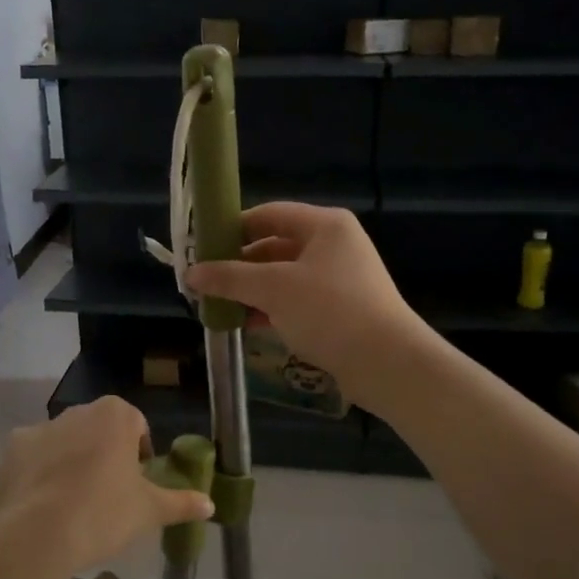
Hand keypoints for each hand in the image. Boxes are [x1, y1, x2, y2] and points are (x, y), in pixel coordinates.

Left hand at [0, 397, 214, 573]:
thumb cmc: (104, 513)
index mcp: (114, 415)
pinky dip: (37, 477)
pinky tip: (41, 509)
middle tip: (108, 495)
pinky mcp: (10, 452)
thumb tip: (209, 504)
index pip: (136, 425)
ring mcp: (39, 429)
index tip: (136, 483)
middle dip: (104, 455)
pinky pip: (32, 461)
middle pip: (98, 430)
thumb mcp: (150, 511)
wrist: (37, 536)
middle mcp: (76, 411)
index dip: (139, 453)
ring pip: (64, 443)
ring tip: (72, 506)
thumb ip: (181, 503)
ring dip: (70, 463)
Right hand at [185, 202, 426, 406]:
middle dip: (238, 265)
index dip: (232, 229)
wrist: (387, 363)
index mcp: (324, 225)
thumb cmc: (330, 311)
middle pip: (274, 246)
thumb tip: (191, 273)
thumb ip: (229, 278)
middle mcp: (334, 245)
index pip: (268, 214)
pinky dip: (270, 308)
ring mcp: (339, 278)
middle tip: (204, 282)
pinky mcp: (340, 309)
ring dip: (251, 290)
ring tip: (217, 305)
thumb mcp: (273, 289)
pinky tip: (244, 323)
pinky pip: (296, 300)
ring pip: (283, 276)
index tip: (201, 248)